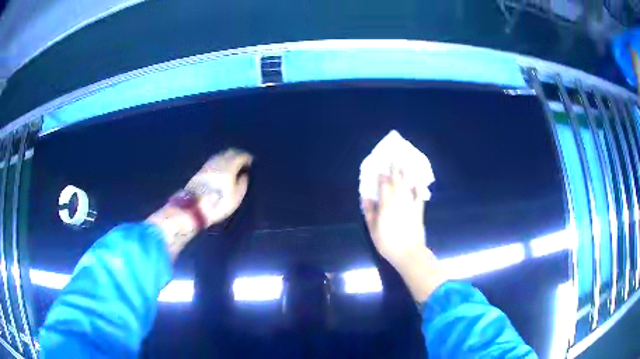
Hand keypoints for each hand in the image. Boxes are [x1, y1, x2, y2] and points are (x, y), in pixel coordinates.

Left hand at [148, 149, 251, 260]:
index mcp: (229, 168)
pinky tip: (221, 165)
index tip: (251, 160)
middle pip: (229, 152)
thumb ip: (242, 184)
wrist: (194, 208)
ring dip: (228, 156)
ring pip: (220, 155)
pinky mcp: (201, 170)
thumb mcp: (236, 198)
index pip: (240, 156)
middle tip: (243, 159)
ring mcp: (208, 165)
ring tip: (232, 162)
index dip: (247, 157)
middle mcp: (218, 163)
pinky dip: (220, 160)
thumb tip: (244, 174)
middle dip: (237, 154)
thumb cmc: (218, 204)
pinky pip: (214, 160)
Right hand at [362, 165, 426, 267]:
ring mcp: (410, 205)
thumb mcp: (373, 229)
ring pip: (408, 186)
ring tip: (405, 164)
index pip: (384, 186)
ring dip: (406, 174)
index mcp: (386, 205)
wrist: (408, 252)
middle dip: (395, 170)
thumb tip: (366, 198)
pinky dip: (418, 188)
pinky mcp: (419, 211)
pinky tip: (418, 181)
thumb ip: (370, 212)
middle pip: (397, 182)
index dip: (382, 176)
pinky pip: (419, 196)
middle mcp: (399, 201)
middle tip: (395, 158)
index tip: (381, 168)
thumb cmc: (387, 242)